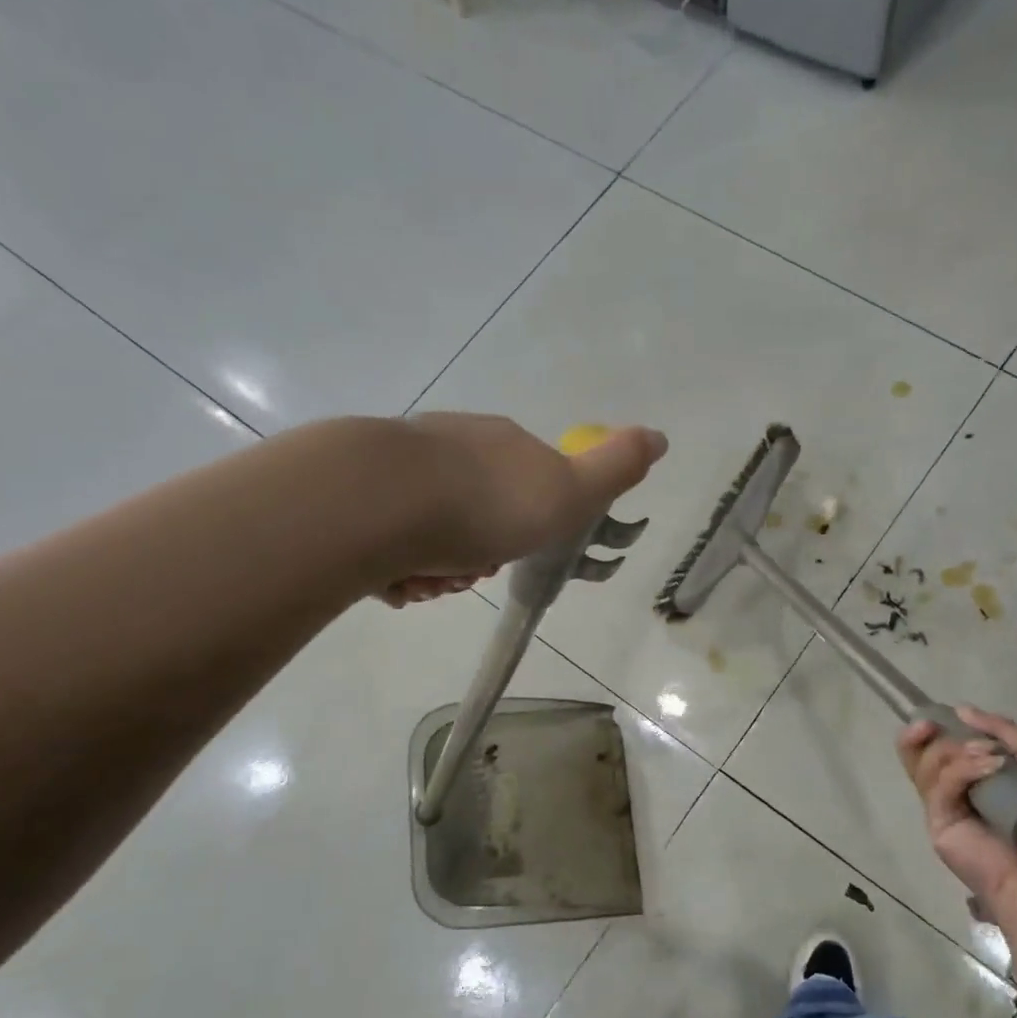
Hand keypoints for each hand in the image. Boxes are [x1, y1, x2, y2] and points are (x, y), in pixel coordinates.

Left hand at [380, 415, 667, 606]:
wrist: (379, 499)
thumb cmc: (487, 503)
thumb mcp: (570, 491)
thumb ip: (615, 468)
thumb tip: (660, 437)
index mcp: (503, 444)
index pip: (527, 487)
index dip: (530, 526)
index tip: (520, 550)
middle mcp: (453, 446)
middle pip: (478, 515)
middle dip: (479, 555)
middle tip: (471, 572)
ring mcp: (401, 466)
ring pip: (433, 534)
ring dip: (439, 569)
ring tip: (429, 580)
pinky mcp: (356, 493)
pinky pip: (389, 541)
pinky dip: (399, 568)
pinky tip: (397, 578)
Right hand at [896, 708, 1016, 907]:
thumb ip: (1002, 729)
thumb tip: (961, 710)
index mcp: (967, 775)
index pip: (931, 748)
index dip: (926, 730)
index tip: (938, 716)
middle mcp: (949, 790)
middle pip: (916, 756)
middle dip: (921, 736)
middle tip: (931, 726)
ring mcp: (941, 807)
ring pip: (925, 766)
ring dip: (957, 752)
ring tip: (990, 756)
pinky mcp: (938, 822)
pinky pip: (940, 786)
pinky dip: (964, 769)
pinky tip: (992, 767)